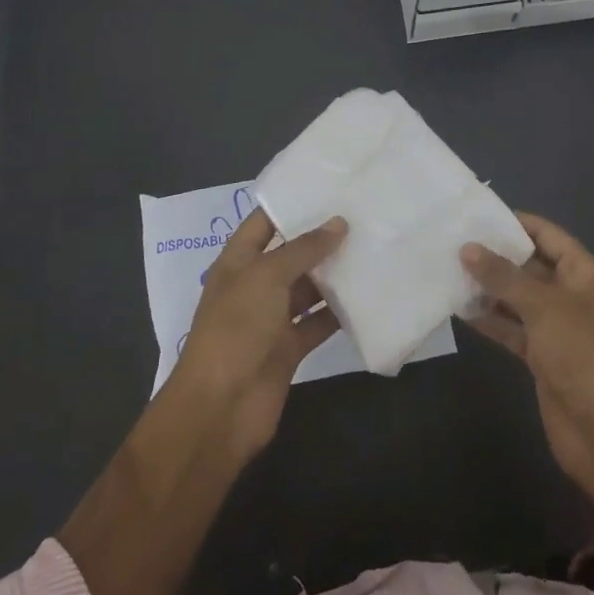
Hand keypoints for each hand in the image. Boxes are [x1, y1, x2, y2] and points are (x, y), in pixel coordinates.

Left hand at [172, 208, 344, 462]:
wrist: (221, 407)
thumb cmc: (236, 328)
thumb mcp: (266, 277)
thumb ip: (304, 249)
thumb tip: (339, 223)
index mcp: (238, 263)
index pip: (263, 223)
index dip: (289, 204)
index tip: (328, 187)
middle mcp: (254, 286)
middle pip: (290, 255)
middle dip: (321, 239)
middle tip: (363, 216)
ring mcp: (272, 319)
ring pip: (308, 289)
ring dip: (334, 275)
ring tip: (372, 248)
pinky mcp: (290, 348)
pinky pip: (318, 323)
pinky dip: (339, 313)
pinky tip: (369, 295)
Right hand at [462, 214, 593, 509]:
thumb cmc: (579, 352)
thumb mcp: (541, 306)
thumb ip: (503, 276)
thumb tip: (467, 248)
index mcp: (583, 273)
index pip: (547, 235)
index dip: (516, 223)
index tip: (478, 214)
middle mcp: (570, 294)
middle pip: (530, 265)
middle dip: (496, 255)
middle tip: (453, 241)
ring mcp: (555, 327)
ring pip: (517, 298)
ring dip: (488, 288)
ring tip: (448, 271)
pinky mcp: (541, 355)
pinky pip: (512, 327)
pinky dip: (490, 319)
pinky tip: (459, 309)